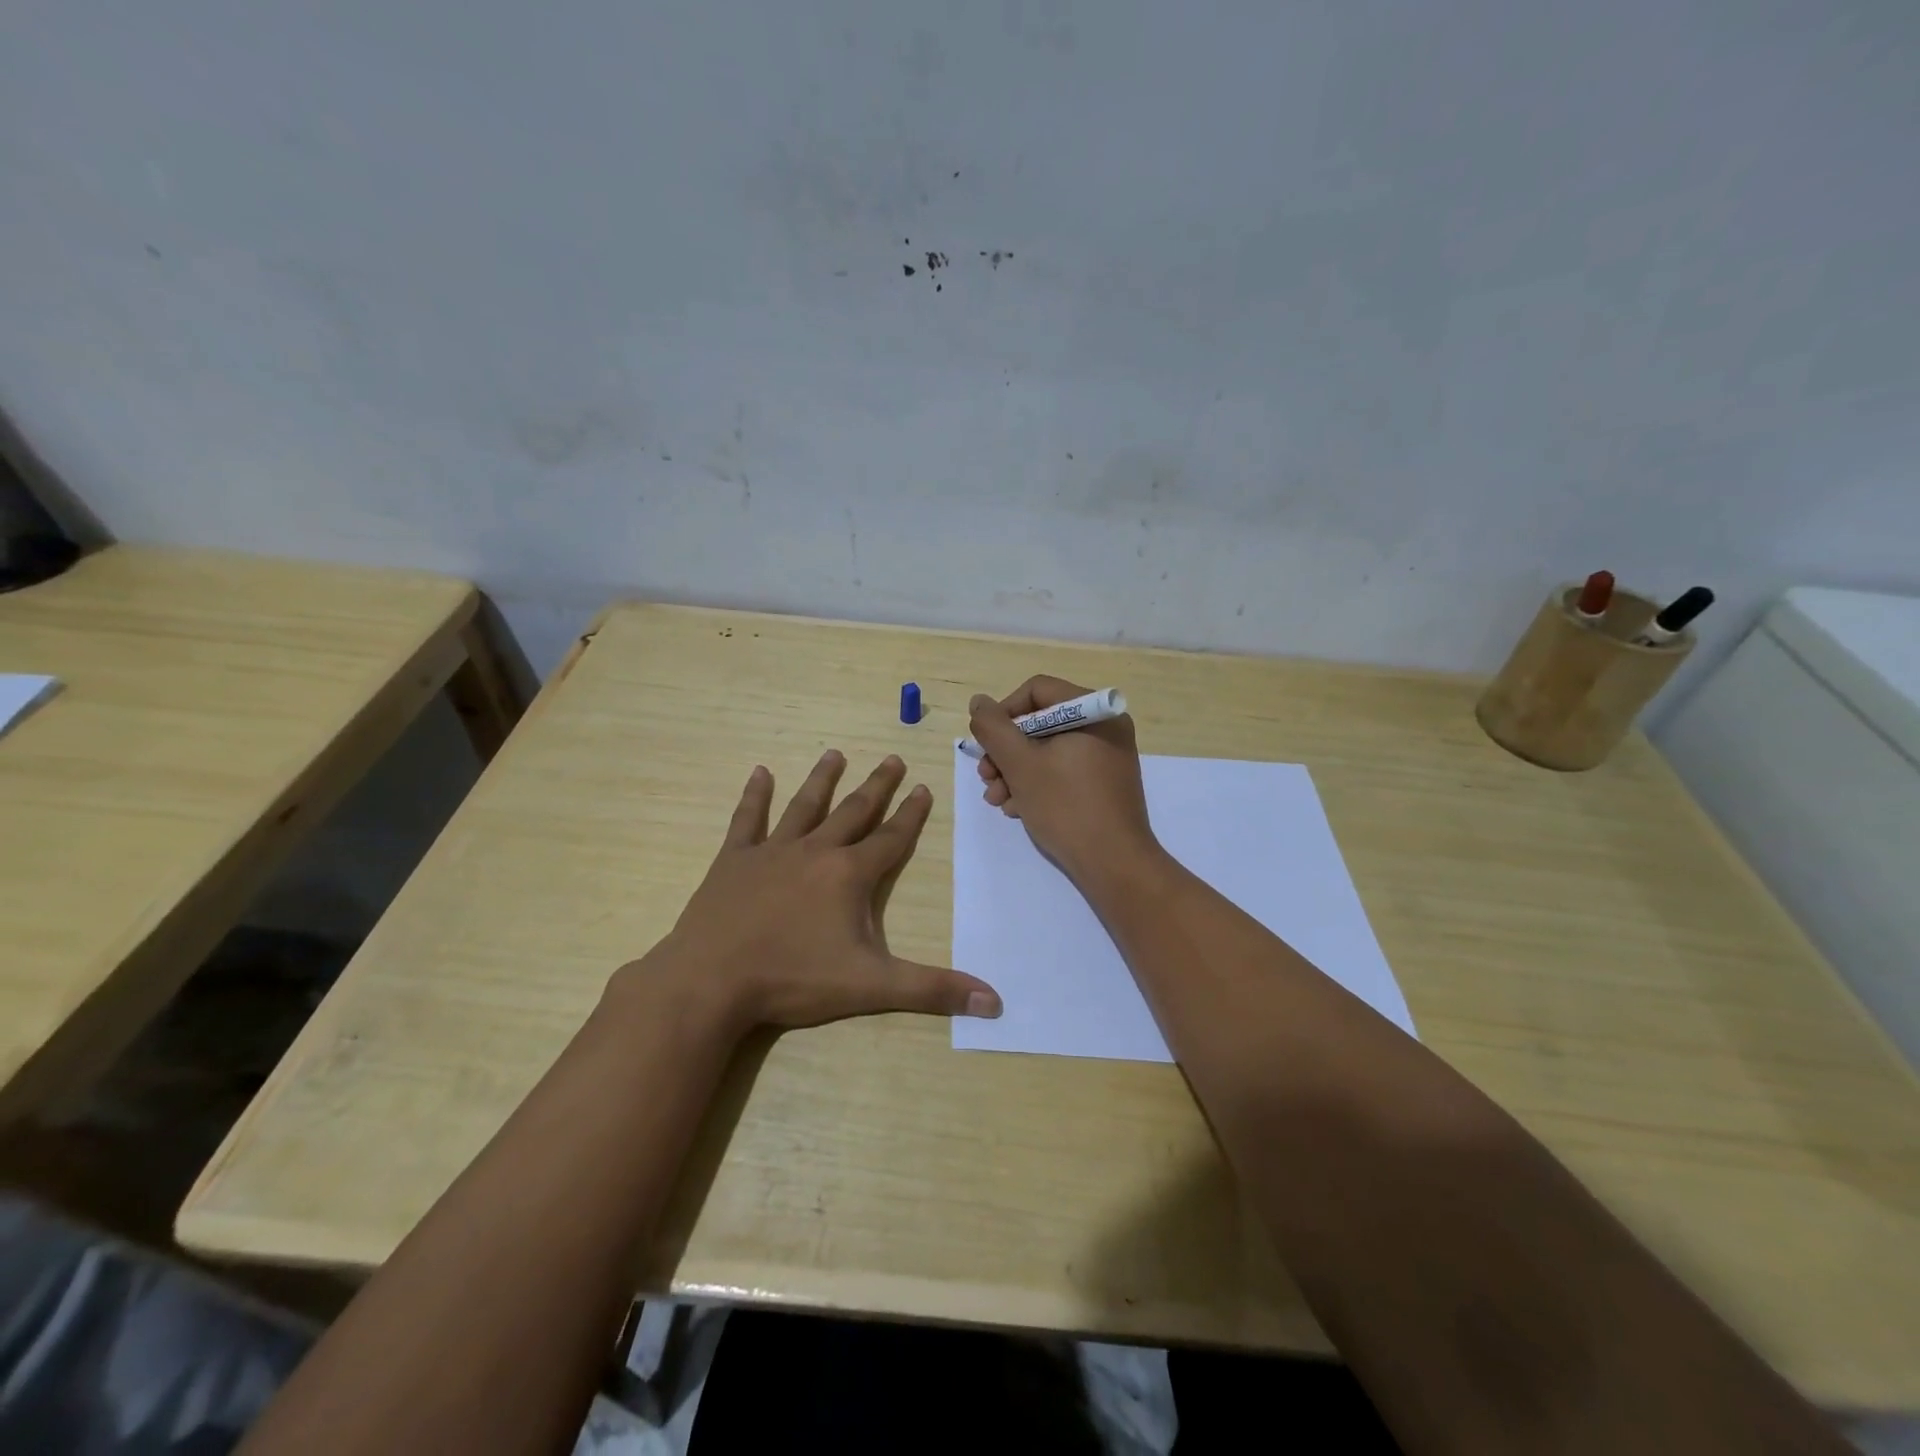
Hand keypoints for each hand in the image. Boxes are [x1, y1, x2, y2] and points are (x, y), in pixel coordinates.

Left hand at [632, 751, 1001, 1033]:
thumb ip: (932, 990)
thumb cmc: (793, 980)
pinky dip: (755, 795)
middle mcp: (816, 852)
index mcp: (849, 876)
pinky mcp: (734, 860)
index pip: (891, 838)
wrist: (712, 981)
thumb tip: (995, 1002)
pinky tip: (759, 772)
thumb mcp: (871, 987)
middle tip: (892, 758)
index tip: (923, 787)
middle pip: (854, 811)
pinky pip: (747, 819)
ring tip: (835, 753)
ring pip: (804, 806)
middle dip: (877, 786)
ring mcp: (772, 852)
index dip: (911, 814)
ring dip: (822, 779)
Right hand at [968, 676, 1160, 886]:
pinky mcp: (1104, 783)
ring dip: (1015, 772)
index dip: (1004, 713)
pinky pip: (1063, 770)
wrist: (1114, 864)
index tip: (986, 744)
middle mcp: (1105, 728)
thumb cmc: (1066, 806)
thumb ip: (994, 728)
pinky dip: (1037, 784)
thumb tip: (979, 702)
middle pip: (1040, 723)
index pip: (1037, 691)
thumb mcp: (1020, 764)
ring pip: (1048, 750)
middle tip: (986, 777)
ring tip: (997, 800)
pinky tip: (1018, 808)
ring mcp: (1107, 757)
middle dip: (1006, 751)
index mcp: (1094, 712)